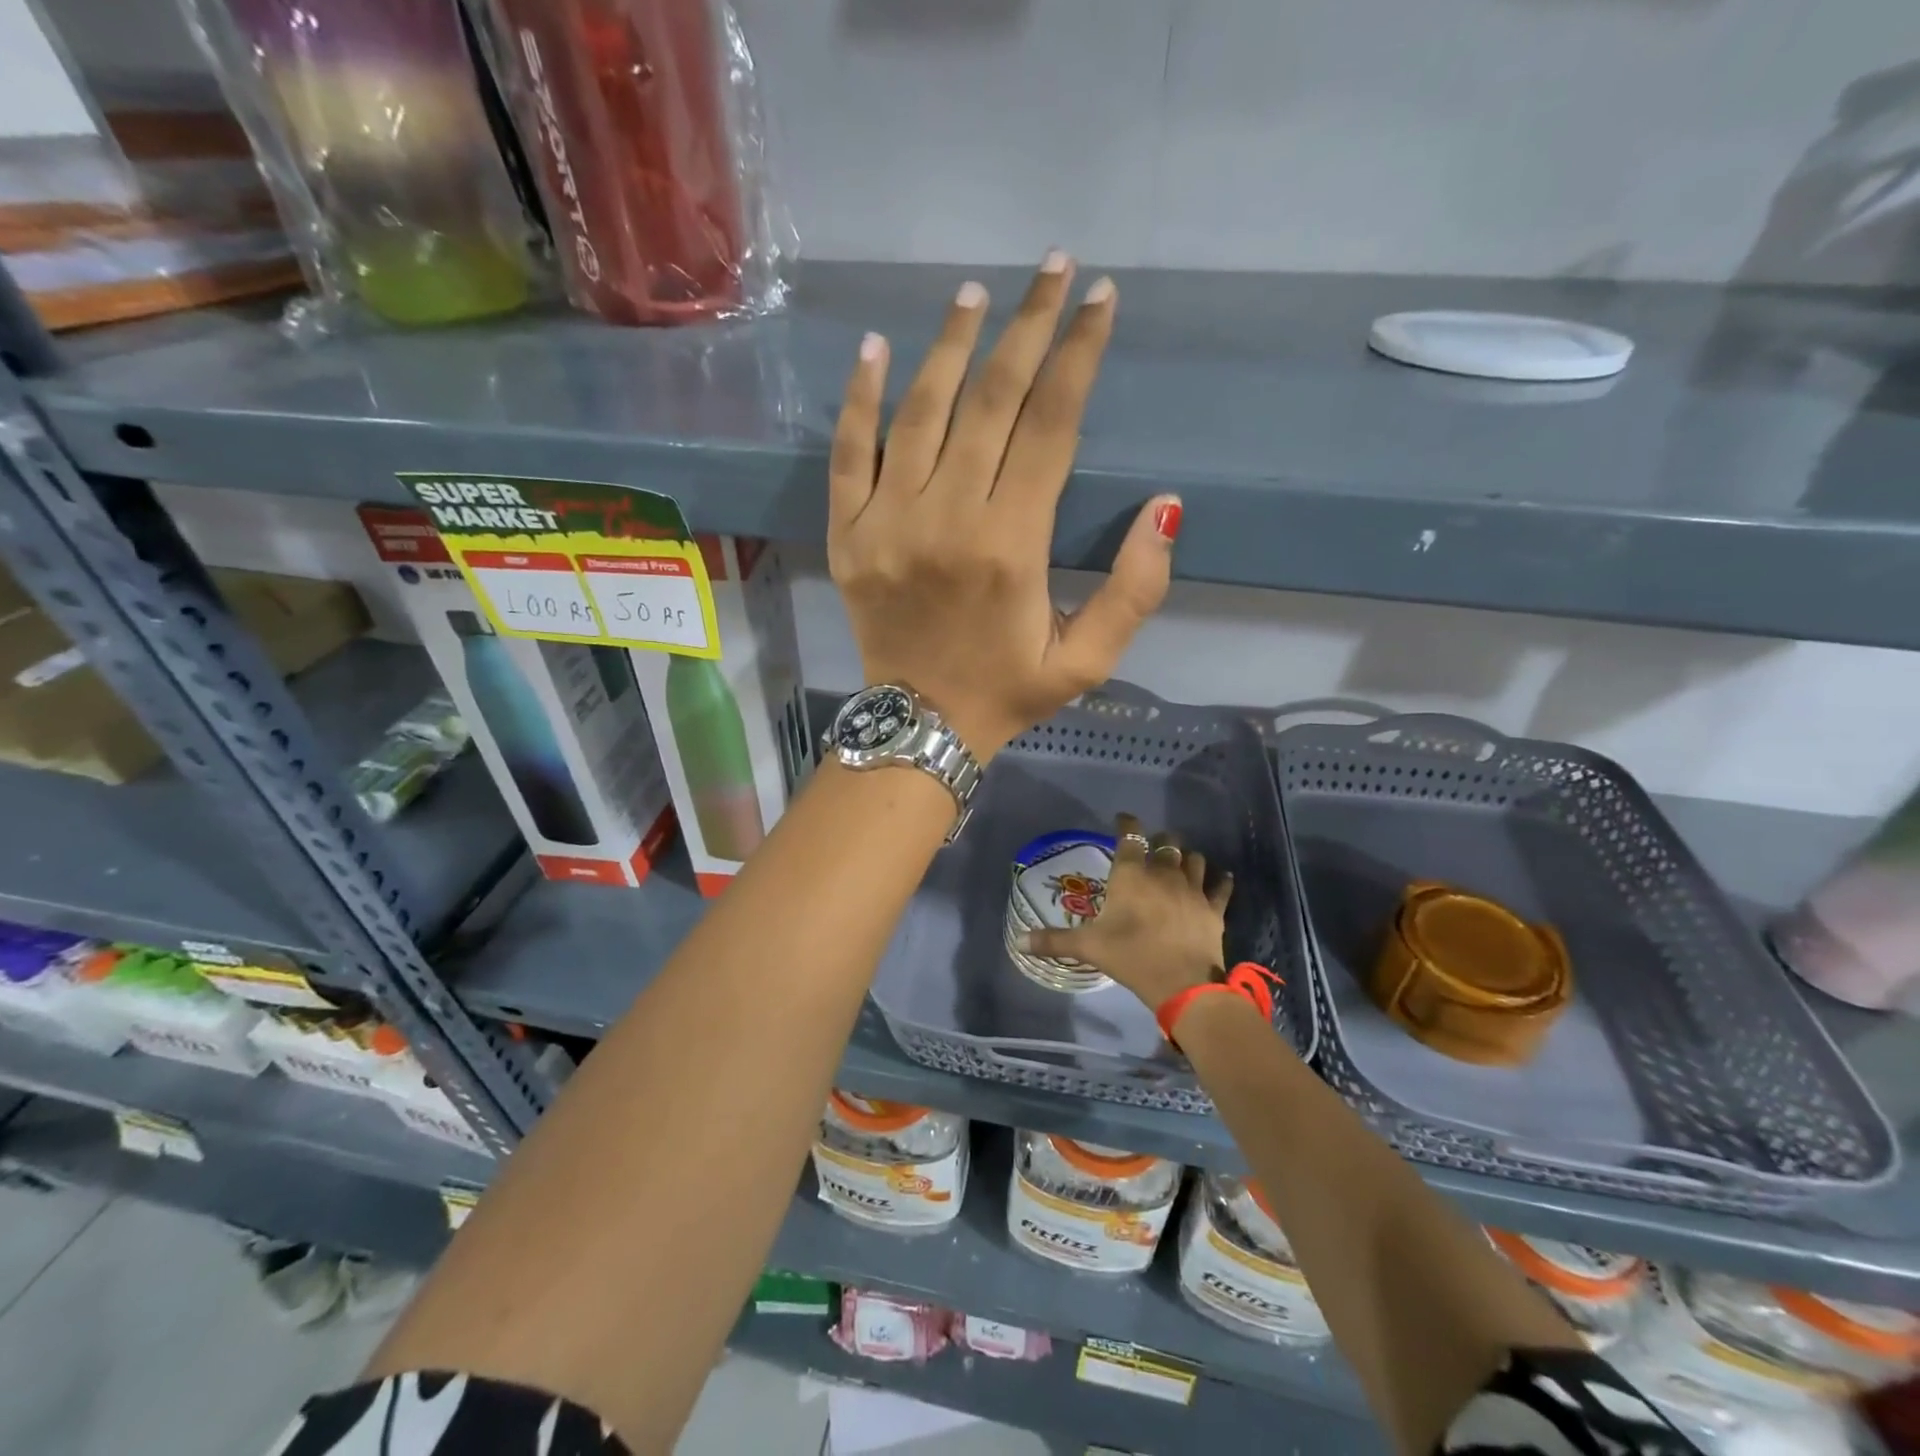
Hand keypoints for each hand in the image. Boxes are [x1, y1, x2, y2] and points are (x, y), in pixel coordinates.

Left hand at [828, 251, 1179, 758]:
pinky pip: (848, 453)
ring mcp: (887, 522)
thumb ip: (1134, 590)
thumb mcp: (1087, 661)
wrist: (920, 726)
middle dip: (1028, 328)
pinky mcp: (847, 534)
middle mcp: (947, 519)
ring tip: (976, 292)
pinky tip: (874, 348)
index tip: (1100, 300)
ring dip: (950, 344)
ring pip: (920, 411)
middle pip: (990, 400)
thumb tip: (1165, 506)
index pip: (1050, 425)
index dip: (1079, 356)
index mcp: (1010, 546)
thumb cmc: (1007, 692)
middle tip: (1052, 270)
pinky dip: (858, 398)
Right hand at [1018, 812, 1232, 1009]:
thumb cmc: (1131, 956)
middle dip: (1161, 840)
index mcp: (1132, 875)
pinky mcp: (1214, 908)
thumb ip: (1053, 940)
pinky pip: (1221, 887)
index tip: (1123, 819)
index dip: (1127, 823)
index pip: (1131, 836)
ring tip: (1182, 861)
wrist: (1183, 983)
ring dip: (1187, 857)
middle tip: (1154, 846)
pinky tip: (1221, 879)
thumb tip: (1018, 941)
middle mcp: (1164, 873)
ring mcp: (1193, 889)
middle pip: (1168, 843)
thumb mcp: (1088, 947)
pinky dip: (1220, 881)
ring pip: (1195, 859)